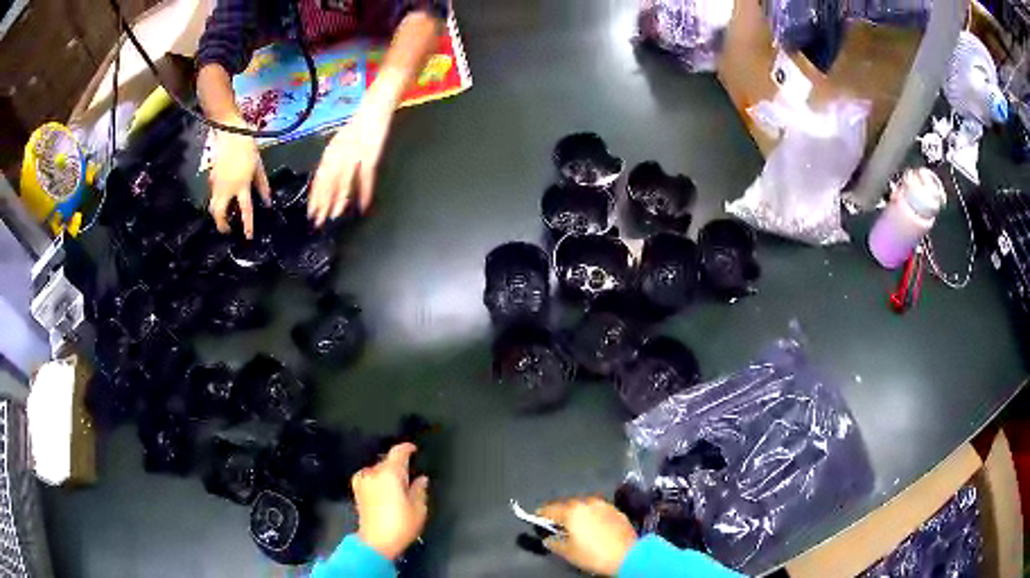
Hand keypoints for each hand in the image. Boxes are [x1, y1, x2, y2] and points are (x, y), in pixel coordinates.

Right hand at [208, 123, 270, 238]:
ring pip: (213, 207)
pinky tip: (222, 202)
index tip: (248, 237)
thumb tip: (267, 201)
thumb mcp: (258, 165)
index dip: (247, 225)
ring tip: (225, 219)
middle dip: (222, 225)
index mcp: (242, 184)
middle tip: (228, 230)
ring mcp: (216, 183)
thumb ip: (262, 184)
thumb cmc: (247, 146)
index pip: (245, 210)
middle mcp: (227, 188)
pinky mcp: (211, 178)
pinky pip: (212, 196)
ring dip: (217, 216)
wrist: (229, 131)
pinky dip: (216, 202)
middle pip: (219, 213)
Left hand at [308, 96, 394, 226]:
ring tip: (334, 216)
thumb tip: (330, 181)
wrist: (374, 107)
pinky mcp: (370, 155)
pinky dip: (365, 191)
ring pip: (343, 181)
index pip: (320, 178)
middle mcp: (339, 155)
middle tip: (318, 221)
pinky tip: (363, 205)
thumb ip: (336, 160)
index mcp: (331, 152)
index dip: (315, 196)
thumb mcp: (343, 143)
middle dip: (322, 203)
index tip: (311, 212)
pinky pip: (365, 176)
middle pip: (328, 182)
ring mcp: (354, 155)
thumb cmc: (360, 125)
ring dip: (338, 200)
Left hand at [352, 442, 428, 560]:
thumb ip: (419, 489)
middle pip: (387, 462)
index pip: (398, 452)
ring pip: (377, 470)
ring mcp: (363, 481)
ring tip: (396, 485)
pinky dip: (376, 479)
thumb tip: (421, 479)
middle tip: (410, 476)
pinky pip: (368, 477)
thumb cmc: (401, 524)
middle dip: (398, 466)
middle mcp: (374, 473)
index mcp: (390, 473)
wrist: (376, 542)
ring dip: (387, 473)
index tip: (414, 449)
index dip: (407, 448)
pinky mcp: (357, 491)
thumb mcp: (418, 508)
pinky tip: (382, 488)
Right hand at [538, 496, 637, 576]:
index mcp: (572, 511)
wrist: (628, 555)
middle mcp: (587, 503)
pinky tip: (591, 525)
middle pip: (567, 504)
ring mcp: (603, 505)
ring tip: (573, 524)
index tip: (537, 518)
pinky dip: (591, 514)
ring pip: (583, 505)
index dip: (541, 514)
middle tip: (555, 523)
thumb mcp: (568, 552)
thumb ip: (554, 542)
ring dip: (576, 512)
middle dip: (559, 512)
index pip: (550, 509)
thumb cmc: (594, 554)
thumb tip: (548, 538)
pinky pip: (597, 509)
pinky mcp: (615, 510)